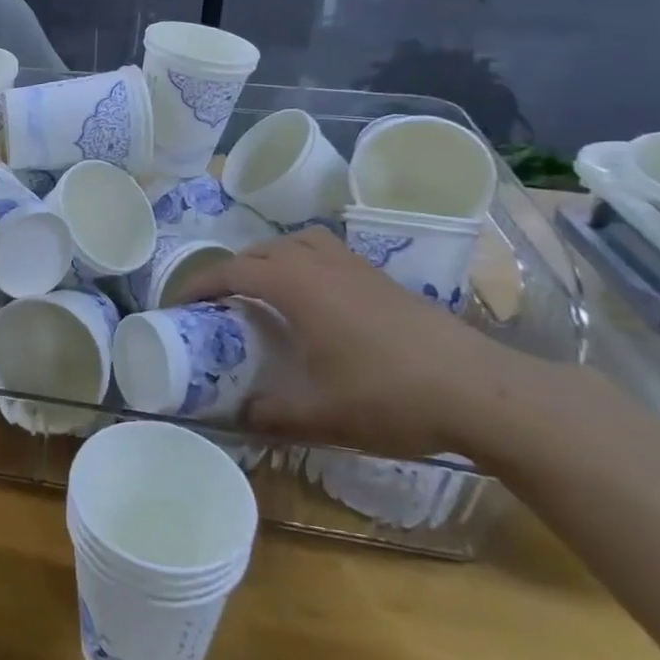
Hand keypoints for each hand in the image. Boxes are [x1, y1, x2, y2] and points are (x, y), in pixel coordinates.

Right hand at [176, 227, 542, 460]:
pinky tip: (315, 299)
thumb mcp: (321, 415)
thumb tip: (238, 417)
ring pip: (298, 242)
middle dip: (230, 270)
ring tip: (263, 289)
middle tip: (217, 303)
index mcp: (297, 287)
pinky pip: (326, 252)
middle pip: (261, 250)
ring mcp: (356, 268)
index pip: (232, 272)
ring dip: (269, 258)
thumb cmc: (391, 397)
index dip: (198, 284)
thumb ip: (271, 414)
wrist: (482, 391)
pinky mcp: (383, 279)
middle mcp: (321, 265)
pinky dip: (303, 262)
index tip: (177, 304)